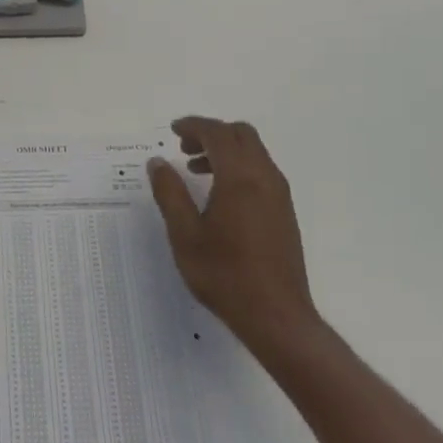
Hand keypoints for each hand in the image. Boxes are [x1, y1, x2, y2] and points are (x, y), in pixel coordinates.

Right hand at [147, 116, 319, 356]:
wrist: (276, 316)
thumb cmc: (224, 275)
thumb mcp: (185, 234)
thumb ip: (170, 193)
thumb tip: (158, 162)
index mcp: (240, 178)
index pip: (218, 134)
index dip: (194, 126)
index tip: (173, 131)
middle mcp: (265, 178)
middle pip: (241, 135)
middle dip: (211, 133)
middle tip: (183, 149)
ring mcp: (279, 195)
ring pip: (253, 153)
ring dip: (224, 151)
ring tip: (195, 172)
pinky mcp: (284, 212)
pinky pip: (261, 171)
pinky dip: (238, 167)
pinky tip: (218, 195)